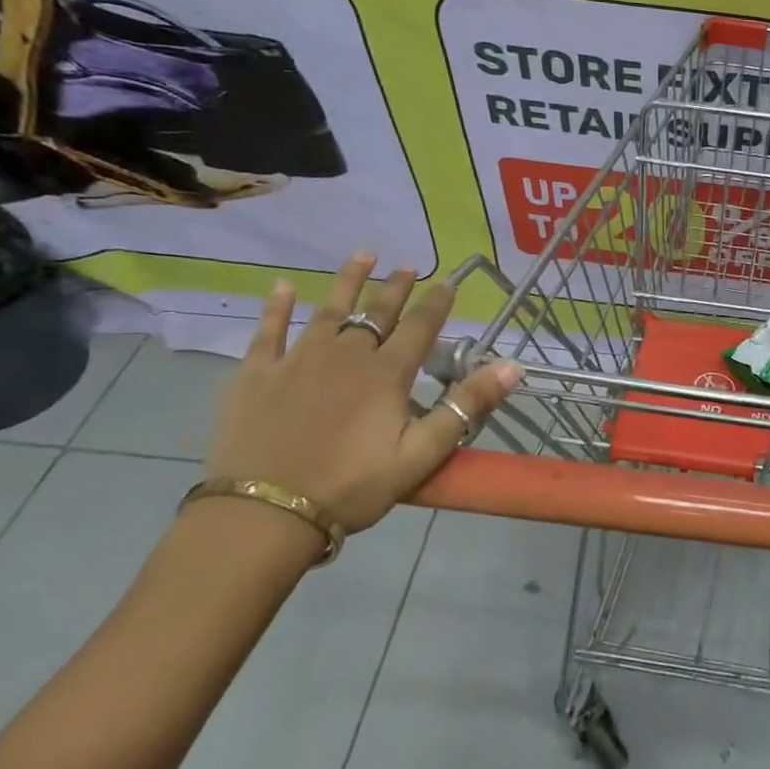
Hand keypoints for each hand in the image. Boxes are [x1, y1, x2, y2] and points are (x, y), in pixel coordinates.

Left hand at [205, 251, 522, 536]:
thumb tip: (513, 365)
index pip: (420, 327)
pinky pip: (268, 331)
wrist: (264, 513)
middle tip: (407, 266)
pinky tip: (282, 287)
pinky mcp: (256, 374)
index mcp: (387, 373)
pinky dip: (277, 307)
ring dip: (347, 281)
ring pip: (328, 310)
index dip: (437, 303)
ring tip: (363, 255)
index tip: (448, 282)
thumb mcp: (423, 453)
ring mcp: (297, 360)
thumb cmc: (352, 486)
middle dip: (396, 287)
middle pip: (377, 312)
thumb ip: (467, 405)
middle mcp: (346, 354)